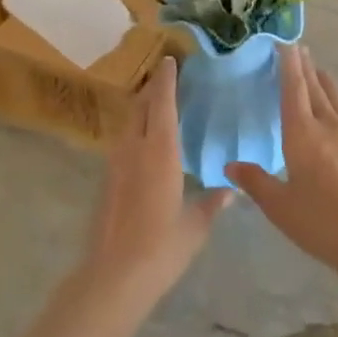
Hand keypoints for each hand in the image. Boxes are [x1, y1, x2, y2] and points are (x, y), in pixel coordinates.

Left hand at [87, 57, 231, 307]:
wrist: (114, 275)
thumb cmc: (162, 247)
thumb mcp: (195, 226)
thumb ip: (212, 203)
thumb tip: (230, 190)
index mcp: (159, 153)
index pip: (161, 105)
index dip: (166, 81)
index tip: (170, 61)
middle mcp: (133, 150)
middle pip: (139, 108)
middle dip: (152, 90)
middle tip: (167, 78)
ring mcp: (115, 166)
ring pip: (127, 125)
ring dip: (140, 110)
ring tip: (158, 107)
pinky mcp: (107, 182)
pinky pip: (122, 144)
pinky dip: (134, 132)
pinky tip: (146, 145)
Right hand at [226, 46, 337, 289]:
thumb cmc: (321, 223)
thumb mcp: (279, 206)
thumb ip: (255, 182)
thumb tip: (230, 166)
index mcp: (302, 134)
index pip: (293, 90)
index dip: (288, 66)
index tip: (285, 45)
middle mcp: (331, 127)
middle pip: (317, 90)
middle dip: (307, 69)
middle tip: (301, 51)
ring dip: (331, 86)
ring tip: (323, 72)